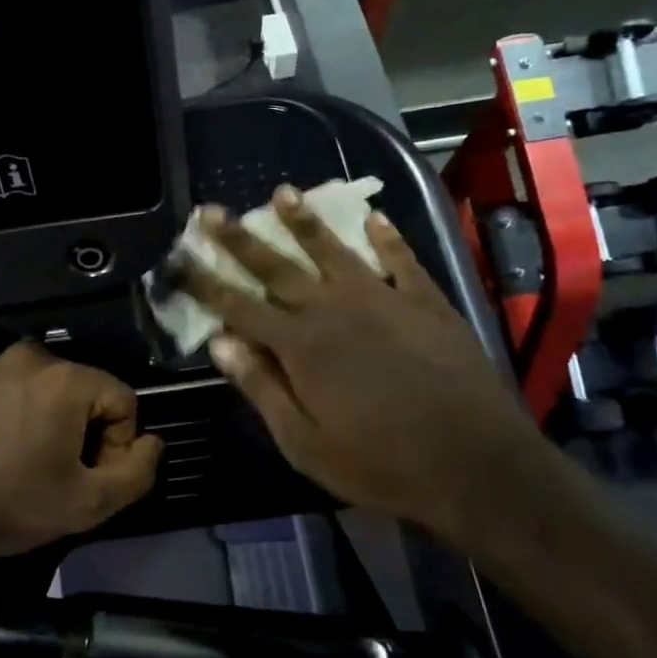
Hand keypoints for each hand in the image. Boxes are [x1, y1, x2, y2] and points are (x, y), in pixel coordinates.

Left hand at [0, 343, 163, 557]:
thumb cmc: (9, 502)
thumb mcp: (87, 504)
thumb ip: (136, 473)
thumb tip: (152, 444)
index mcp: (65, 377)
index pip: (124, 400)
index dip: (119, 445)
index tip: (91, 479)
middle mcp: (33, 357)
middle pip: (89, 393)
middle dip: (89, 435)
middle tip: (64, 478)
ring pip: (54, 394)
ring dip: (58, 428)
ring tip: (34, 469)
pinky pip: (21, 394)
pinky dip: (27, 420)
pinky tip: (7, 456)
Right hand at [180, 189, 551, 547]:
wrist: (478, 465)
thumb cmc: (382, 464)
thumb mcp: (306, 444)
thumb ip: (262, 389)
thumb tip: (220, 344)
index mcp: (300, 346)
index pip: (238, 306)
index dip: (204, 283)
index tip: (178, 258)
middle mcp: (333, 310)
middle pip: (276, 267)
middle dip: (239, 239)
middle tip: (211, 210)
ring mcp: (383, 299)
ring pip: (333, 250)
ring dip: (304, 221)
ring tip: (283, 192)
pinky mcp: (426, 302)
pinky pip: (400, 260)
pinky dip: (386, 238)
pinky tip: (373, 217)